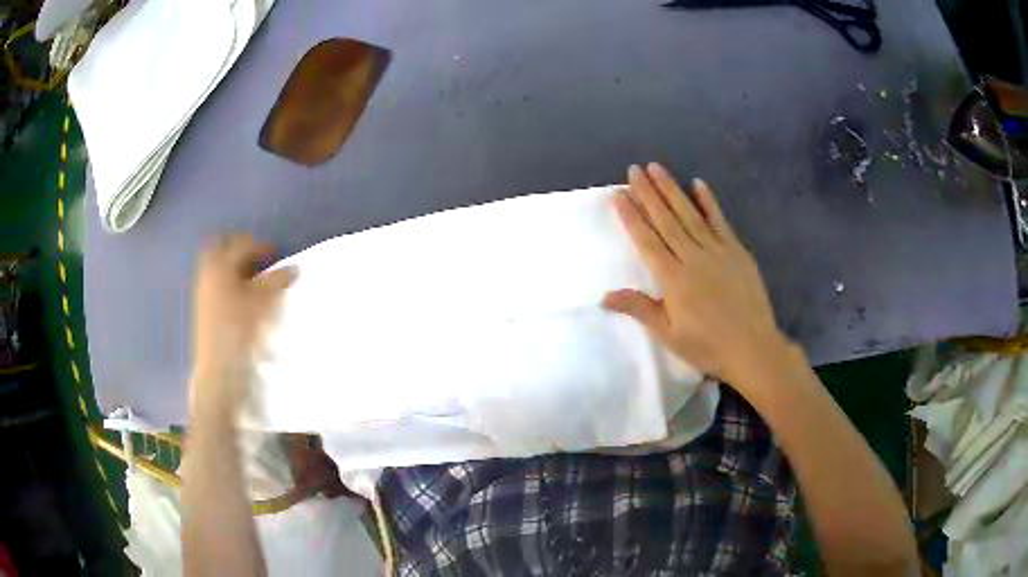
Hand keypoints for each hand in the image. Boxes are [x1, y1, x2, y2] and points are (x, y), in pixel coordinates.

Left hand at [191, 234, 294, 419]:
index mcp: (221, 265)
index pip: (242, 244)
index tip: (277, 254)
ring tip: (255, 280)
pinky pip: (216, 285)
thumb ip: (278, 281)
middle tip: (258, 258)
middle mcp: (208, 274)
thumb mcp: (264, 302)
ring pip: (217, 268)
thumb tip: (294, 267)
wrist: (220, 370)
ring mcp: (203, 293)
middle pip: (220, 249)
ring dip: (234, 268)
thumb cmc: (241, 329)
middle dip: (239, 249)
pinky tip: (244, 299)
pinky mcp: (204, 311)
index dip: (261, 246)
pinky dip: (230, 284)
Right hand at [602, 163, 792, 388]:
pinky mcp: (737, 251)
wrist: (753, 348)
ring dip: (672, 190)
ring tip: (656, 168)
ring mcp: (717, 251)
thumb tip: (605, 296)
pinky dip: (709, 202)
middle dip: (648, 193)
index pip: (647, 241)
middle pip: (666, 220)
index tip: (618, 194)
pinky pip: (720, 221)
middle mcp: (693, 257)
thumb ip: (640, 309)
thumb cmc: (708, 346)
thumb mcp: (670, 335)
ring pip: (690, 214)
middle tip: (634, 169)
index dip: (631, 216)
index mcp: (673, 279)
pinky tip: (698, 184)